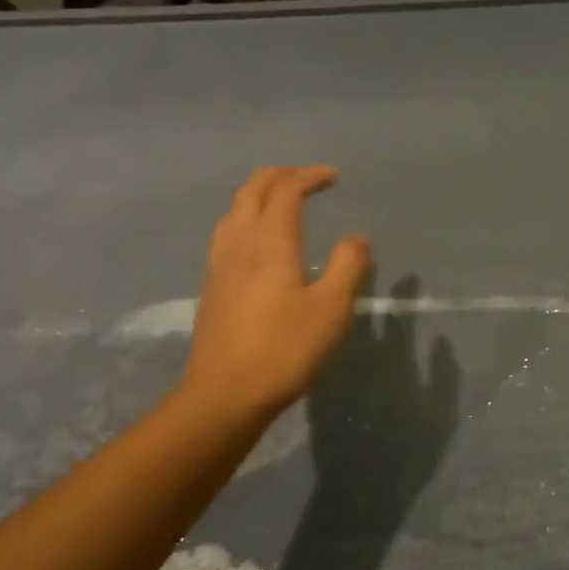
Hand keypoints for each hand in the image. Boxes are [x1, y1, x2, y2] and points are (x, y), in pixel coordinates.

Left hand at [183, 166, 371, 419]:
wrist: (226, 393)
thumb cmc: (285, 349)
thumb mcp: (331, 309)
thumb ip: (348, 266)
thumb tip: (356, 238)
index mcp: (270, 241)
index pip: (286, 189)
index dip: (310, 176)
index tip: (334, 177)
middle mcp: (239, 242)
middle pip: (253, 190)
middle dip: (281, 176)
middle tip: (307, 180)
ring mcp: (219, 265)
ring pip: (234, 211)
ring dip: (259, 196)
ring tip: (281, 204)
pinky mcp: (212, 288)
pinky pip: (227, 235)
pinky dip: (246, 220)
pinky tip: (257, 245)